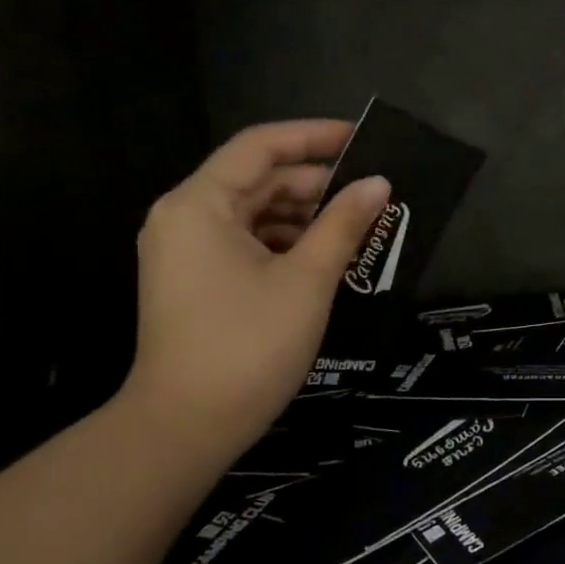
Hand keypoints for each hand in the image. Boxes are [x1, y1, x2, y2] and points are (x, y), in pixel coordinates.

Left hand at [120, 120, 389, 464]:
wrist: (187, 427)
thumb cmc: (248, 345)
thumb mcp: (307, 280)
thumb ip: (344, 224)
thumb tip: (379, 184)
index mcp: (200, 205)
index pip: (260, 147)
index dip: (314, 136)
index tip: (363, 139)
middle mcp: (185, 218)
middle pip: (258, 180)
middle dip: (317, 184)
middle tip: (374, 192)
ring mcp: (188, 252)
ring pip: (256, 215)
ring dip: (307, 217)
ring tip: (361, 226)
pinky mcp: (198, 282)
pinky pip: (248, 244)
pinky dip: (288, 244)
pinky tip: (330, 257)